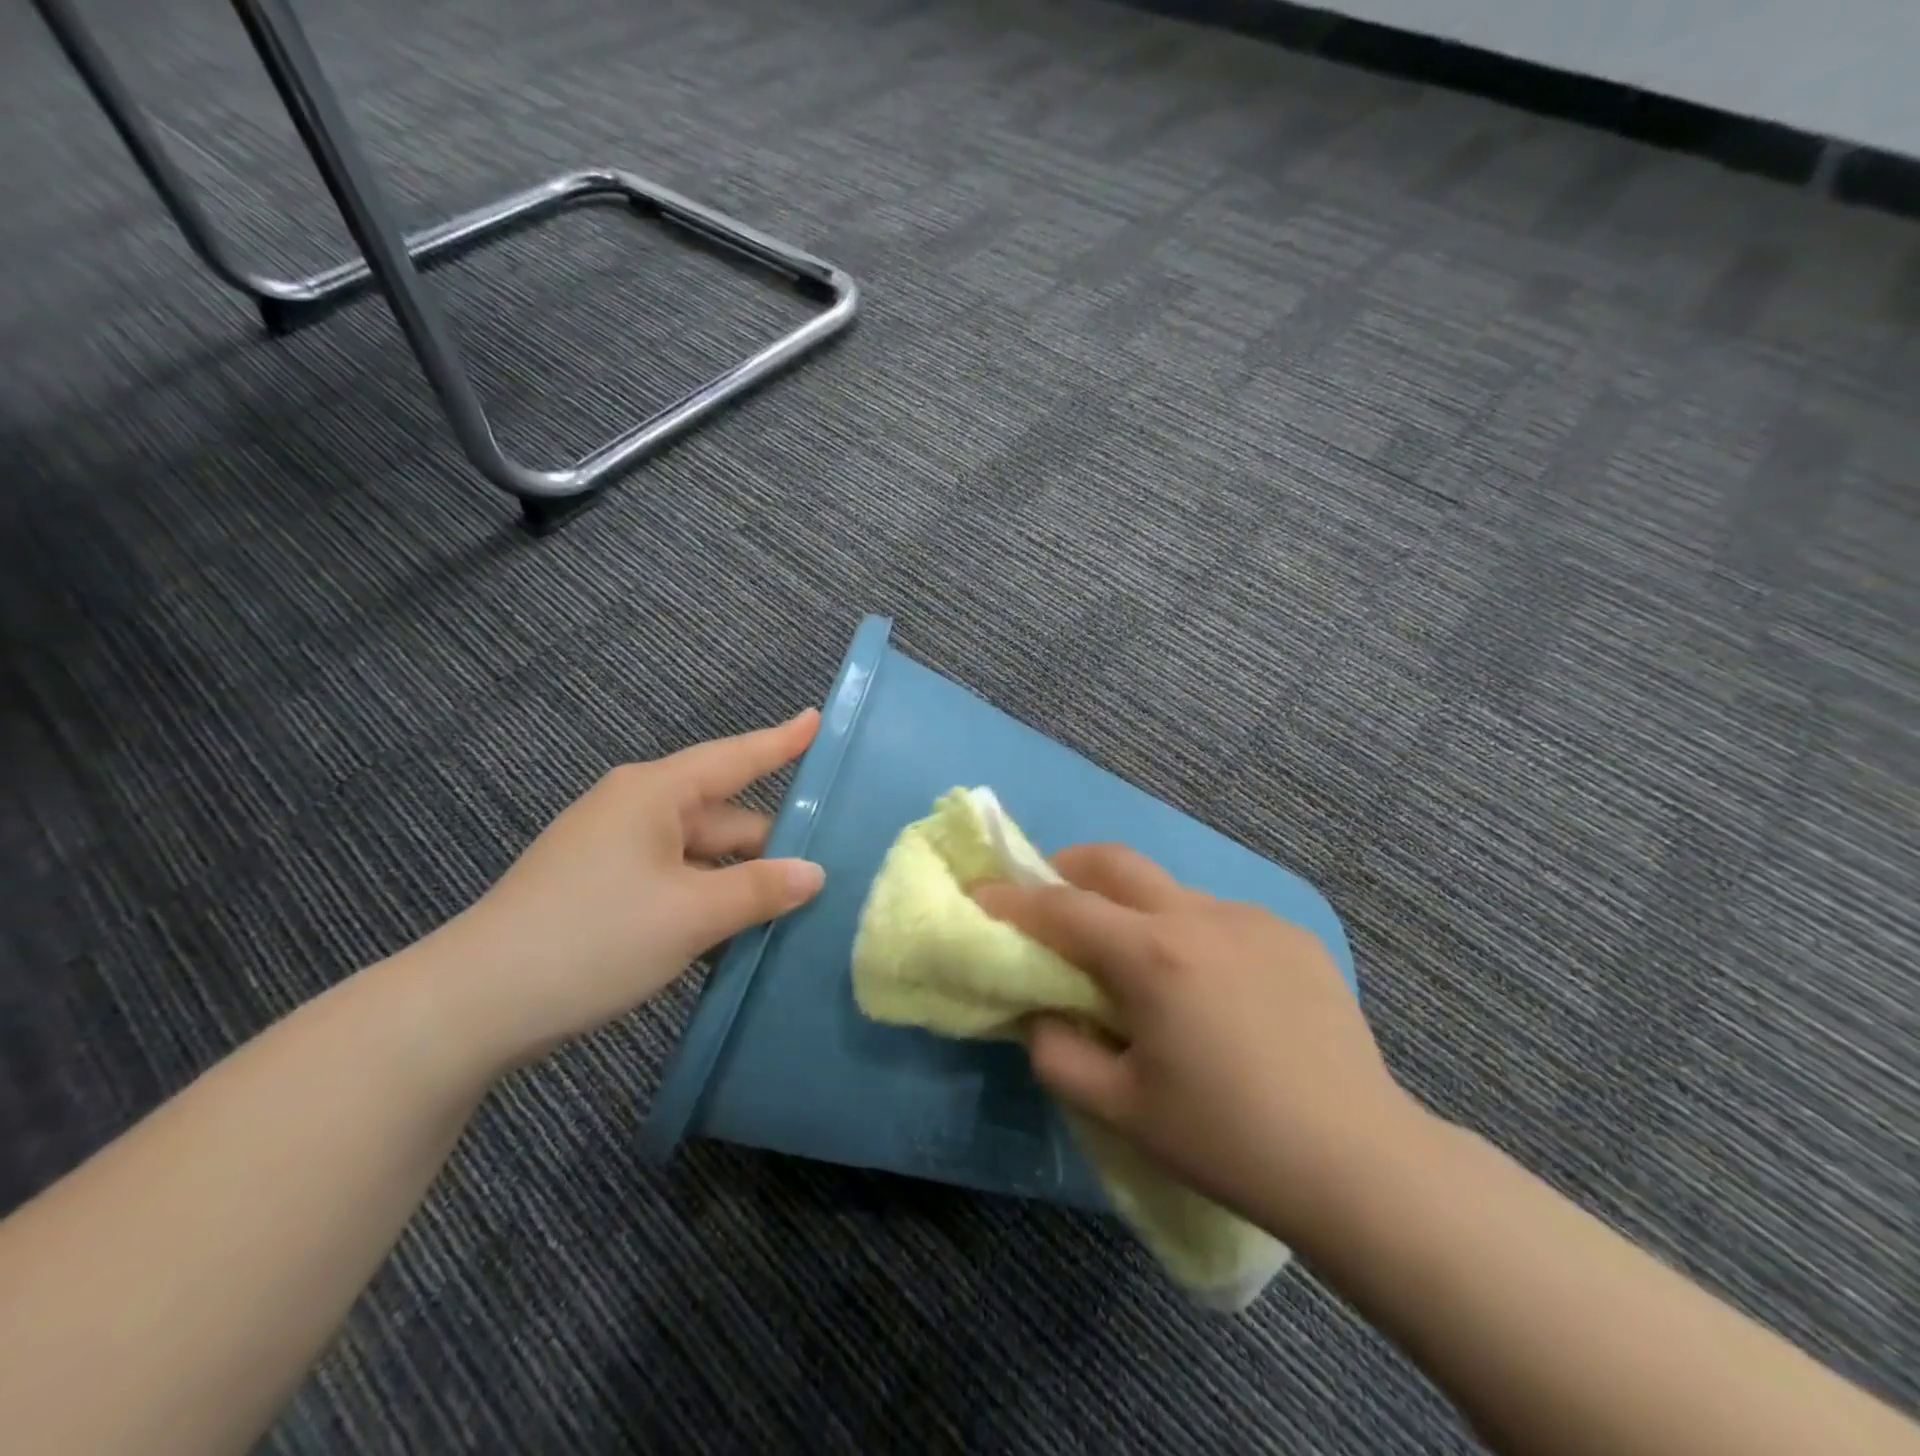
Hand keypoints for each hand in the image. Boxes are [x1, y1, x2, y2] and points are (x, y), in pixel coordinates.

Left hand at [428, 710, 826, 1067]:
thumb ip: (760, 890)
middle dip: (770, 845)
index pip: (735, 757)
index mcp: (654, 794)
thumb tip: (814, 874)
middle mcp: (635, 809)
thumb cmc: (593, 938)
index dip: (781, 741)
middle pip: (723, 816)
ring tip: (792, 910)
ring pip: (699, 855)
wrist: (472, 1005)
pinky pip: (674, 880)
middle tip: (828, 871)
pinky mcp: (602, 887)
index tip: (817, 719)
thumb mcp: (690, 916)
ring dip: (738, 881)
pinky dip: (706, 900)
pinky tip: (734, 934)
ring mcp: (615, 849)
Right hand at [975, 843, 1421, 1248]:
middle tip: (1048, 896)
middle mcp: (1199, 916)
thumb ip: (1057, 1053)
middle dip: (1067, 867)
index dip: (1013, 900)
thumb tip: (1039, 1012)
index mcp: (1153, 954)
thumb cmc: (1228, 1140)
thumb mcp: (1121, 1108)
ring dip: (1134, 908)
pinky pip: (1219, 917)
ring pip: (1169, 890)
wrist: (1361, 1163)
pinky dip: (1189, 933)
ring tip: (1137, 963)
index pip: (1062, 907)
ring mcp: (1252, 919)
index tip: (981, 897)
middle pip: (1115, 861)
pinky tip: (1209, 988)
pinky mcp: (1291, 935)